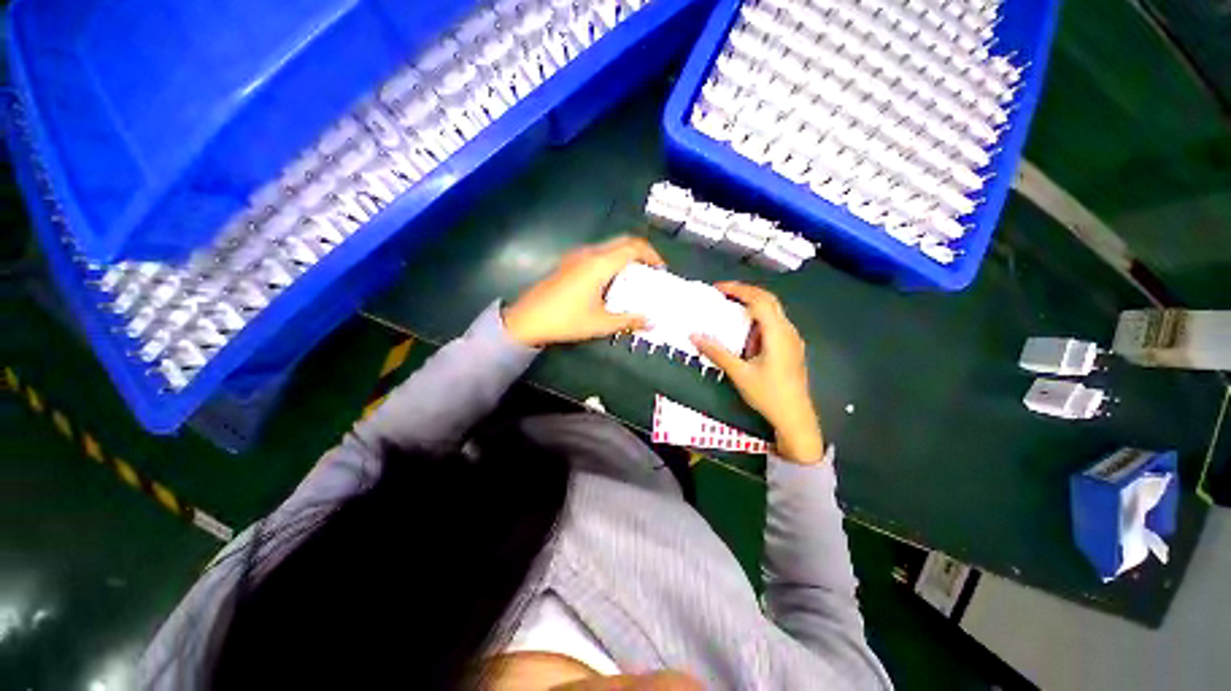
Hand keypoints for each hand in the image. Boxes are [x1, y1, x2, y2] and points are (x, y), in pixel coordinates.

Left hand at [503, 236, 665, 346]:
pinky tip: (610, 282)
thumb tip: (651, 322)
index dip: (651, 254)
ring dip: (624, 257)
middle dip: (640, 253)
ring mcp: (576, 256)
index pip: (633, 247)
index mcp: (600, 263)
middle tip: (650, 272)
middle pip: (622, 242)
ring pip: (608, 247)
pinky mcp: (568, 263)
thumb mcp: (601, 323)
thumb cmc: (566, 320)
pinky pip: (596, 254)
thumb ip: (628, 320)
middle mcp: (589, 253)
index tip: (660, 270)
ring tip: (633, 278)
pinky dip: (611, 261)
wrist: (527, 320)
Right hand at [691, 283, 823, 462]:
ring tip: (730, 309)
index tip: (718, 288)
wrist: (795, 417)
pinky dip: (757, 321)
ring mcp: (792, 339)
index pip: (759, 300)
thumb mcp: (739, 373)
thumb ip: (717, 352)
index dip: (738, 290)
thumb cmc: (768, 394)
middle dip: (745, 293)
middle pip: (769, 301)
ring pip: (773, 312)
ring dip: (752, 307)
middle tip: (723, 293)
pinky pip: (774, 325)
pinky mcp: (791, 348)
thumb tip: (694, 336)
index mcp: (777, 333)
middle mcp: (788, 331)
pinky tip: (745, 333)